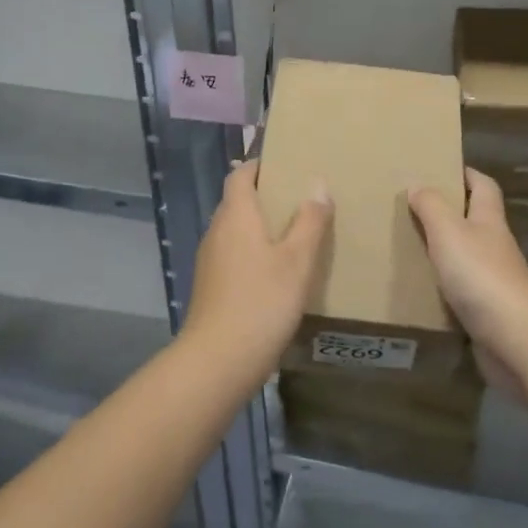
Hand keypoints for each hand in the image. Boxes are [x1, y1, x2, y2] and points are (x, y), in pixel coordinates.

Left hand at [183, 160, 331, 384]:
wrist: (217, 361)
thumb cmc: (262, 302)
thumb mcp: (297, 261)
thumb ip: (309, 221)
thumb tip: (318, 184)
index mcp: (236, 215)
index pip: (240, 174)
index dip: (260, 166)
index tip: (286, 165)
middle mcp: (217, 230)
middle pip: (237, 200)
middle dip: (265, 195)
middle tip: (300, 199)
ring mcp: (210, 259)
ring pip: (235, 229)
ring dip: (259, 226)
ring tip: (294, 233)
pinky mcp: (210, 285)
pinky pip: (233, 253)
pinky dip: (252, 251)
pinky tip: (275, 270)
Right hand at [408, 169, 527, 388]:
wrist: (514, 339)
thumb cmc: (480, 275)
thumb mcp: (448, 231)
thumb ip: (431, 206)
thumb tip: (418, 183)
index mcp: (489, 221)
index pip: (483, 187)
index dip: (467, 174)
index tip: (442, 168)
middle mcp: (495, 246)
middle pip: (474, 220)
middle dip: (448, 212)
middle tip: (412, 209)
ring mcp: (494, 280)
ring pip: (466, 256)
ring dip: (443, 251)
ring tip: (408, 247)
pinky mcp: (488, 311)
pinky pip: (461, 291)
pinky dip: (443, 286)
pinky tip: (420, 289)